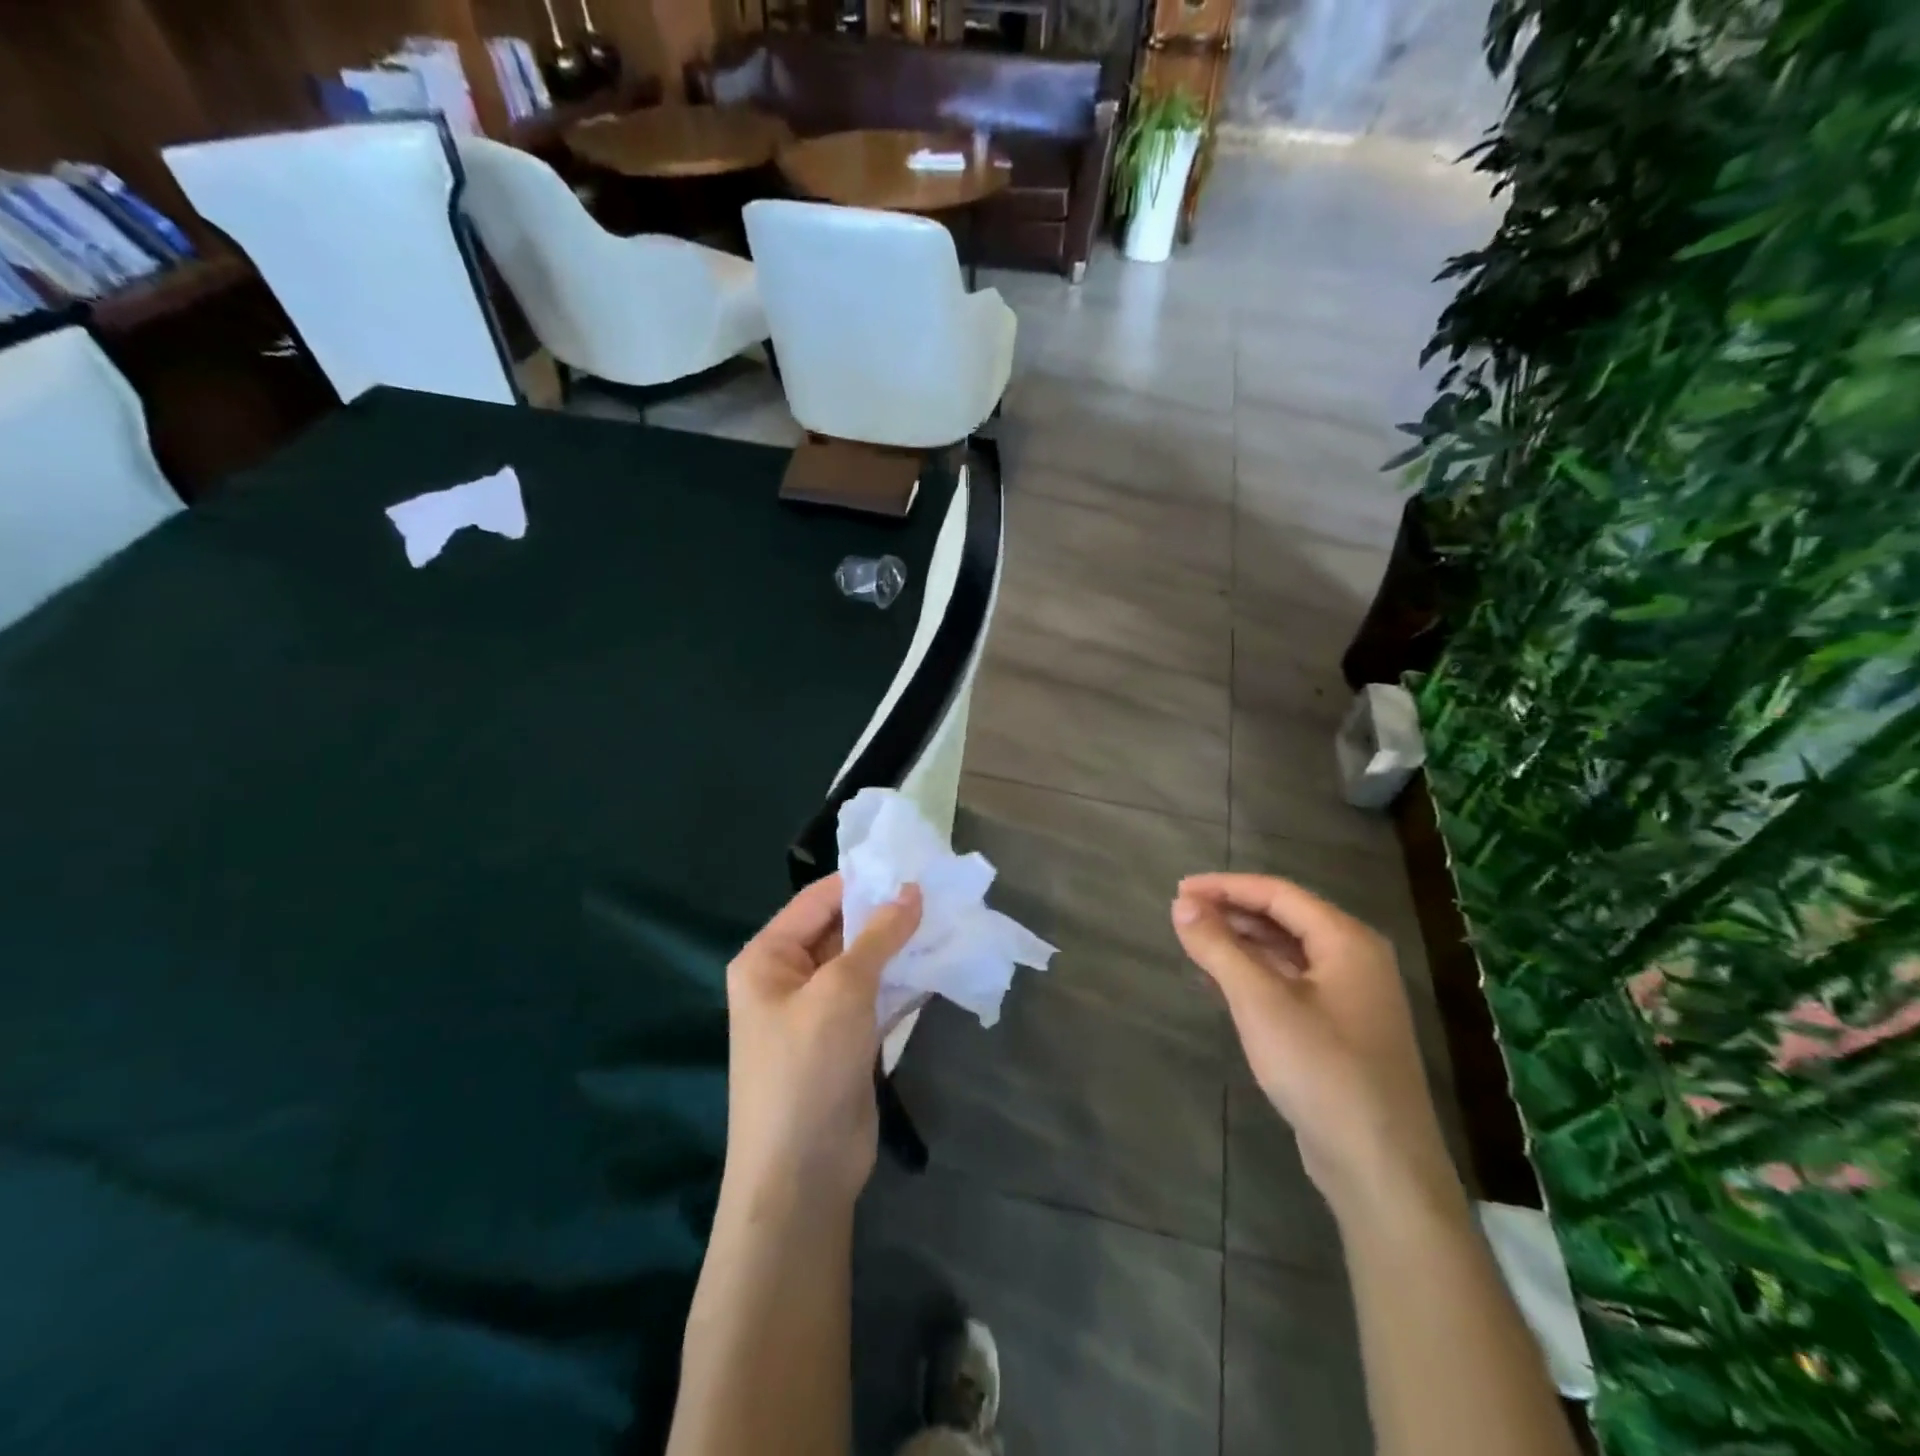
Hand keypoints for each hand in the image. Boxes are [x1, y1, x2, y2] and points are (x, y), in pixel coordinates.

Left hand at [724, 874, 922, 1211]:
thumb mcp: (842, 990)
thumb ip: (878, 936)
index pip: (818, 900)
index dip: (864, 881)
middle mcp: (788, 978)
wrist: (802, 1175)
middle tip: (940, 891)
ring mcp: (819, 1011)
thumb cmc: (807, 1067)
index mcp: (768, 958)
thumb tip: (912, 890)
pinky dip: (904, 980)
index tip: (913, 865)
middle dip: (887, 914)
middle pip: (842, 930)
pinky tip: (940, 963)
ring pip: (864, 964)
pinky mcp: (846, 1039)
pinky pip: (876, 996)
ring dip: (900, 947)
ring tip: (948, 920)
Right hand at [1172, 873, 1461, 1223]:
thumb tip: (1182, 905)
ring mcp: (1351, 997)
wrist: (1379, 1166)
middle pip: (1285, 918)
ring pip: (1287, 951)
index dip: (1225, 887)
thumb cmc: (1321, 1070)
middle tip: (1182, 915)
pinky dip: (1254, 974)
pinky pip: (1291, 983)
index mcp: (1346, 941)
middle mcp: (1355, 959)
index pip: (1278, 893)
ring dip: (1241, 943)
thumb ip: (1218, 947)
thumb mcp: (1260, 1002)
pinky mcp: (1340, 1029)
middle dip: (1232, 912)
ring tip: (1195, 943)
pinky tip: (1221, 983)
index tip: (1180, 890)